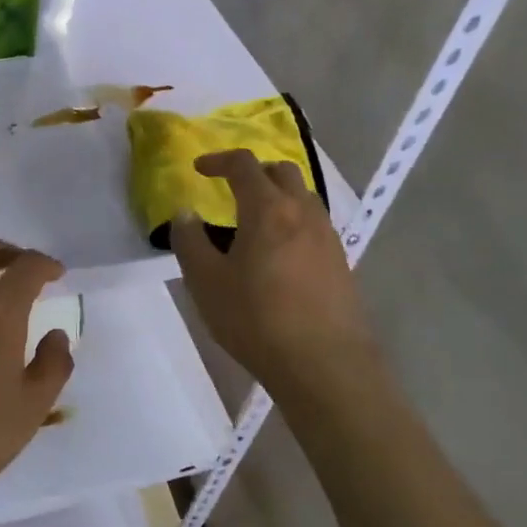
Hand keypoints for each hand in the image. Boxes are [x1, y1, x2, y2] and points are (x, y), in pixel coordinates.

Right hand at [171, 150, 379, 403]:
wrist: (326, 366)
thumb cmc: (257, 320)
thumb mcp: (206, 282)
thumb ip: (190, 242)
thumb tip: (185, 214)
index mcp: (268, 209)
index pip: (243, 165)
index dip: (218, 160)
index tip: (199, 169)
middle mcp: (303, 212)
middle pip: (281, 171)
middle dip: (253, 172)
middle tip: (230, 190)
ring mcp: (327, 237)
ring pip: (303, 197)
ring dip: (277, 196)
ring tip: (255, 222)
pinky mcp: (341, 262)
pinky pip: (314, 224)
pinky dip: (293, 222)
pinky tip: (279, 254)